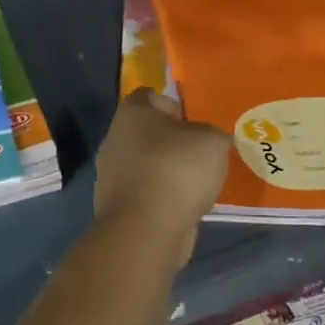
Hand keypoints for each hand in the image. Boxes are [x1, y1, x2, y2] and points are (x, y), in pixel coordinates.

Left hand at [94, 90, 231, 256]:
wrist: (146, 229)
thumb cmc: (177, 170)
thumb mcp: (212, 141)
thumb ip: (214, 134)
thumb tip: (213, 140)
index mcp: (132, 113)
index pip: (149, 95)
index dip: (172, 104)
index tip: (194, 120)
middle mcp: (115, 138)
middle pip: (147, 132)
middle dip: (172, 140)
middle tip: (202, 152)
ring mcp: (111, 174)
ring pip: (146, 163)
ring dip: (167, 170)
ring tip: (198, 181)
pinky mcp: (117, 204)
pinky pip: (145, 191)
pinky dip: (162, 195)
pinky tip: (184, 204)